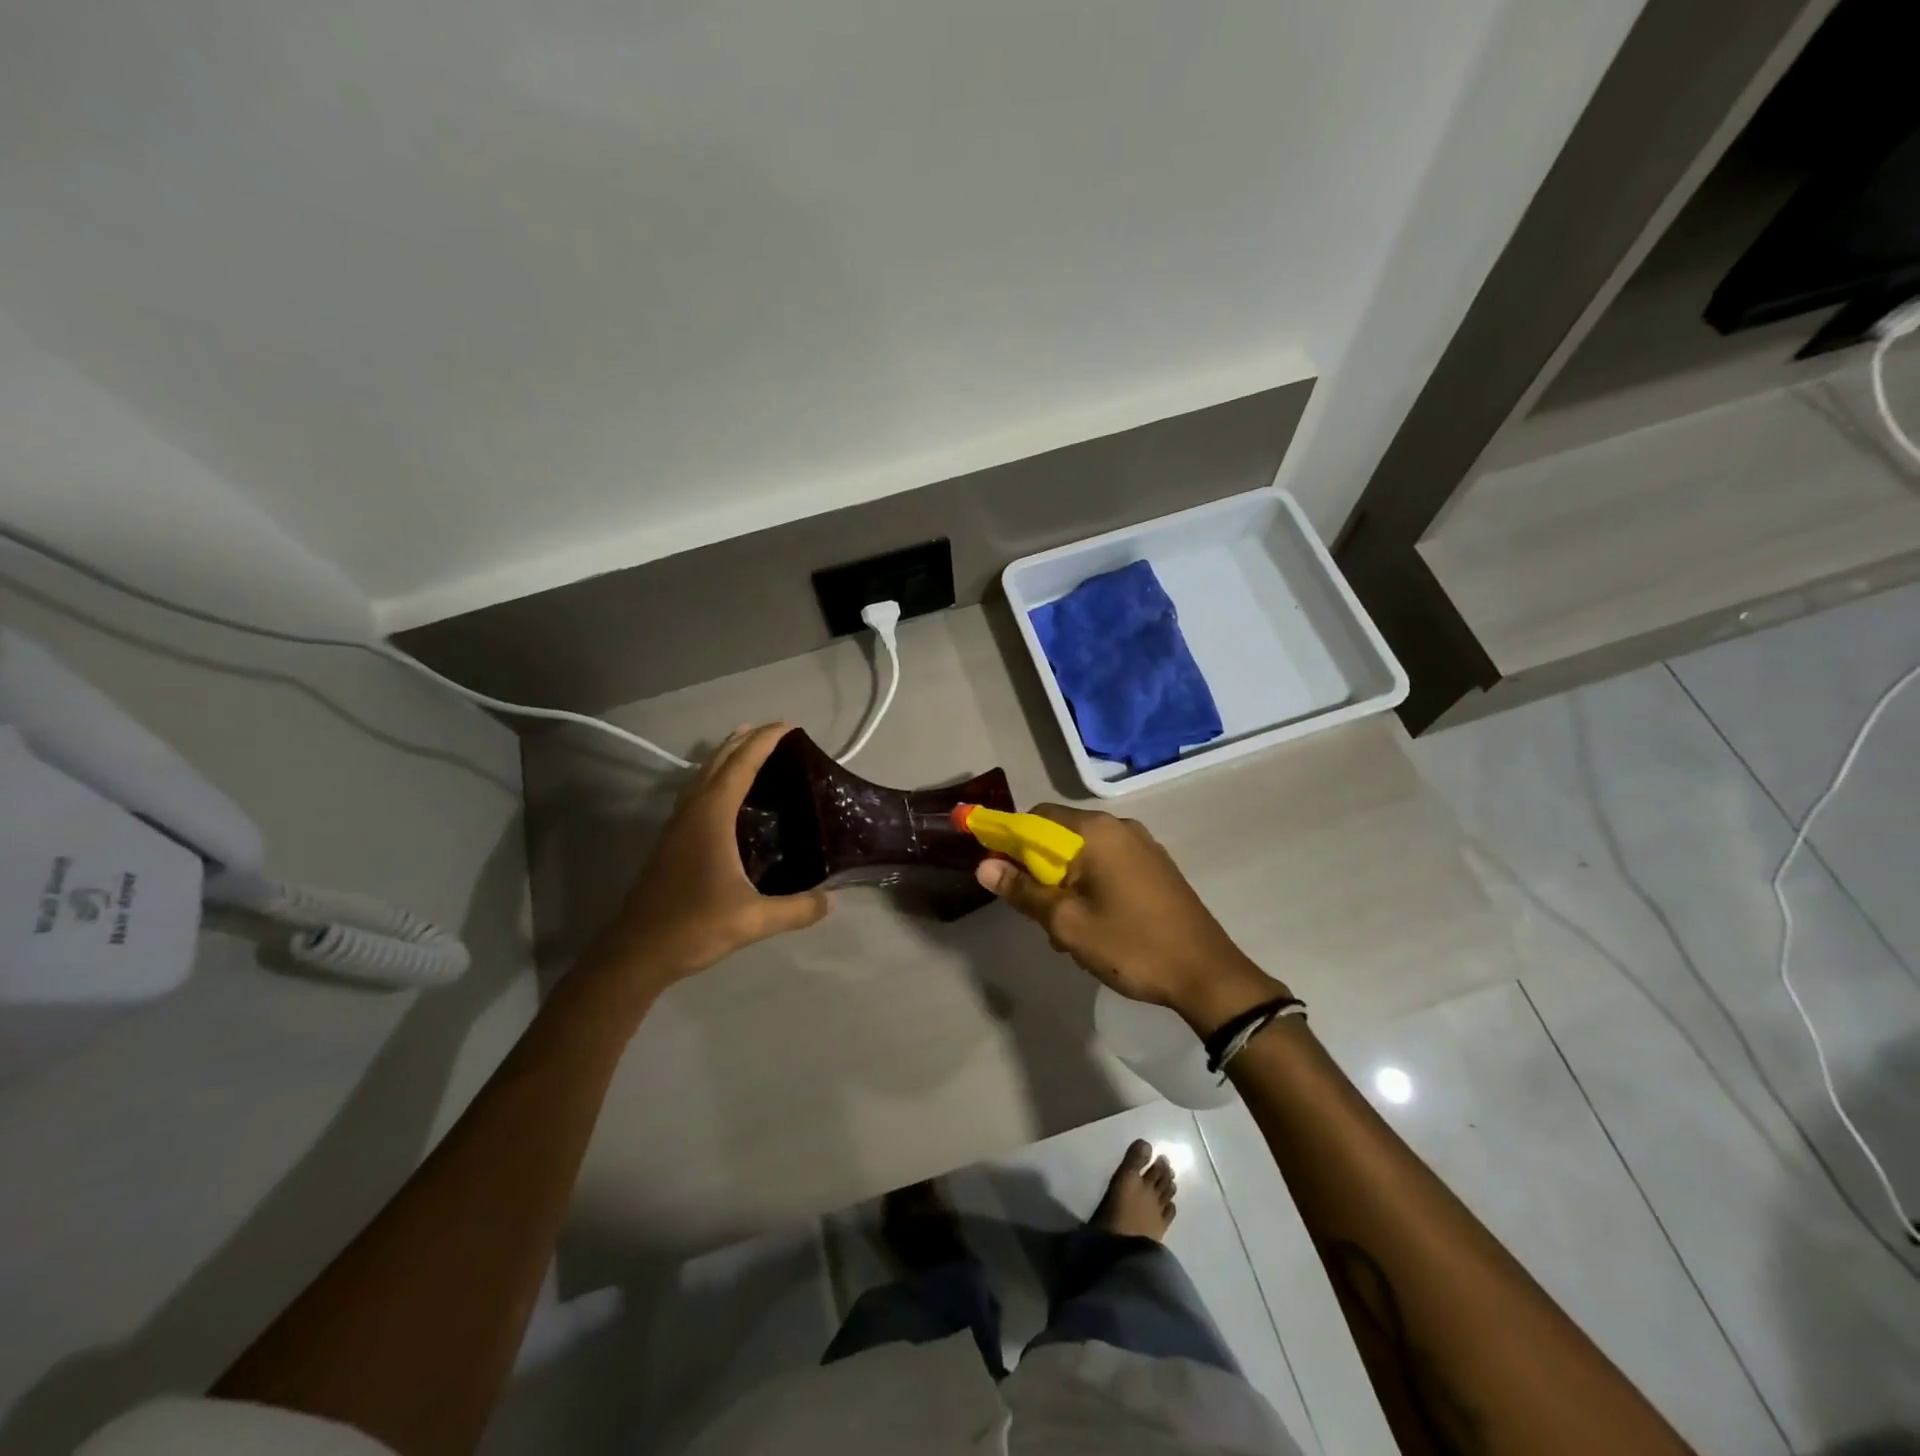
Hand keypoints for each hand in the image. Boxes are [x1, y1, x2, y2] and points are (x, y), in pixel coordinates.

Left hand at [599, 724, 830, 982]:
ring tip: (748, 746)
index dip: (764, 742)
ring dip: (726, 756)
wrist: (636, 952)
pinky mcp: (671, 842)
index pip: (740, 766)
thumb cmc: (693, 927)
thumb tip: (833, 900)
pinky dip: (715, 778)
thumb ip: (797, 909)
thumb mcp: (753, 921)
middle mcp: (692, 812)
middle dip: (745, 740)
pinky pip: (696, 793)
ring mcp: (677, 826)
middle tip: (775, 730)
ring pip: (702, 776)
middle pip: (718, 762)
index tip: (789, 726)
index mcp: (711, 818)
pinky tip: (725, 794)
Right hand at [974, 805, 1284, 1031]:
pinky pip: (1109, 864)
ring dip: (1066, 883)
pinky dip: (1091, 885)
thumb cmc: (1130, 945)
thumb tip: (984, 866)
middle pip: (1060, 835)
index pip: (1036, 817)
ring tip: (1069, 930)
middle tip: (1039, 914)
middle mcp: (1120, 827)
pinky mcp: (1156, 866)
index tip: (1003, 876)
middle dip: (1040, 870)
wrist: (1207, 974)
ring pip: (1084, 854)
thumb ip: (1023, 891)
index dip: (1010, 841)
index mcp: (1096, 831)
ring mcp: (1143, 845)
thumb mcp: (1067, 923)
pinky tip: (1097, 925)